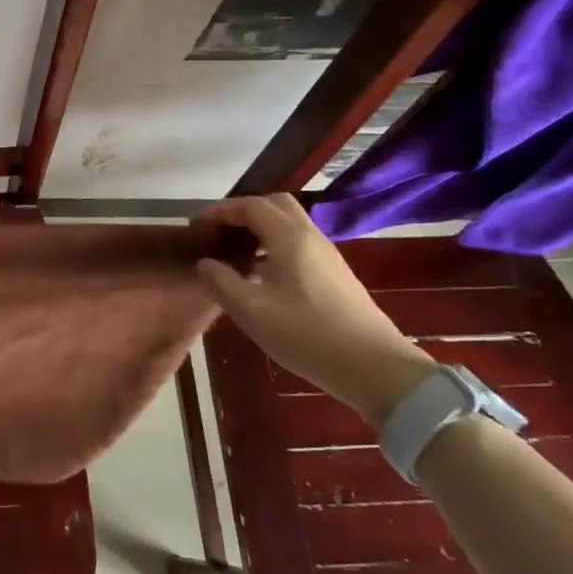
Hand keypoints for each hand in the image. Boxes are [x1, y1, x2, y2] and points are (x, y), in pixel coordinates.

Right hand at [195, 194, 435, 426]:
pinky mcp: (336, 275)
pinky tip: (263, 275)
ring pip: (290, 224)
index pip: (250, 206)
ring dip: (260, 228)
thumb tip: (206, 263)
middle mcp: (310, 237)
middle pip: (275, 204)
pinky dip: (275, 245)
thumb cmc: (307, 335)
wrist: (375, 369)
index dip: (220, 211)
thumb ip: (221, 281)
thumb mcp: (251, 311)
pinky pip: (299, 243)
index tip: (197, 226)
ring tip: (236, 253)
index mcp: (288, 237)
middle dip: (243, 212)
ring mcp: (327, 255)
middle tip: (220, 233)